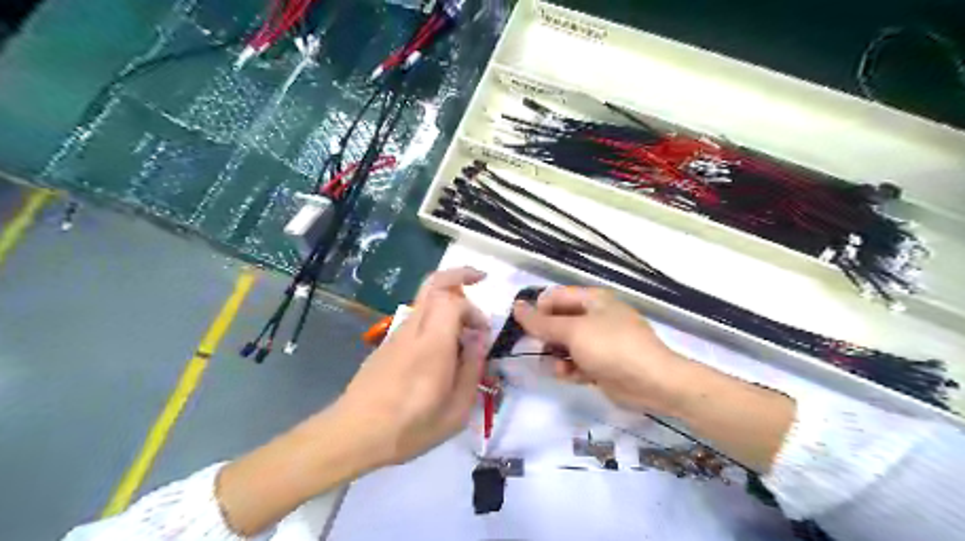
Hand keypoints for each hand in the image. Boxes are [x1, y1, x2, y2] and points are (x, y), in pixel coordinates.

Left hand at [337, 267, 492, 468]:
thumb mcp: (455, 411)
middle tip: (480, 279)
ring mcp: (397, 333)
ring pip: (425, 298)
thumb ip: (471, 371)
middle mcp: (413, 330)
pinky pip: (417, 316)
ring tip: (466, 325)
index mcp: (432, 345)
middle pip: (434, 283)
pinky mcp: (389, 342)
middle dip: (460, 274)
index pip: (454, 301)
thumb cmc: (408, 428)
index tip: (482, 334)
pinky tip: (445, 344)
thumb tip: (478, 343)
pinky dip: (437, 315)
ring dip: (449, 298)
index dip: (474, 310)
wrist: (353, 433)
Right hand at [511, 287, 685, 414]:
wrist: (652, 382)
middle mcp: (596, 317)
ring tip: (558, 367)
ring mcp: (600, 341)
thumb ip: (541, 322)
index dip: (537, 310)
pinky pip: (578, 362)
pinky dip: (571, 368)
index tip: (523, 328)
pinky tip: (570, 376)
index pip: (555, 297)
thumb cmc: (611, 347)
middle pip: (559, 322)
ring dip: (558, 356)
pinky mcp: (603, 363)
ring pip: (566, 344)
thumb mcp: (573, 332)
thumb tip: (516, 307)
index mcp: (593, 300)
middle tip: (539, 348)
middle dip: (547, 337)